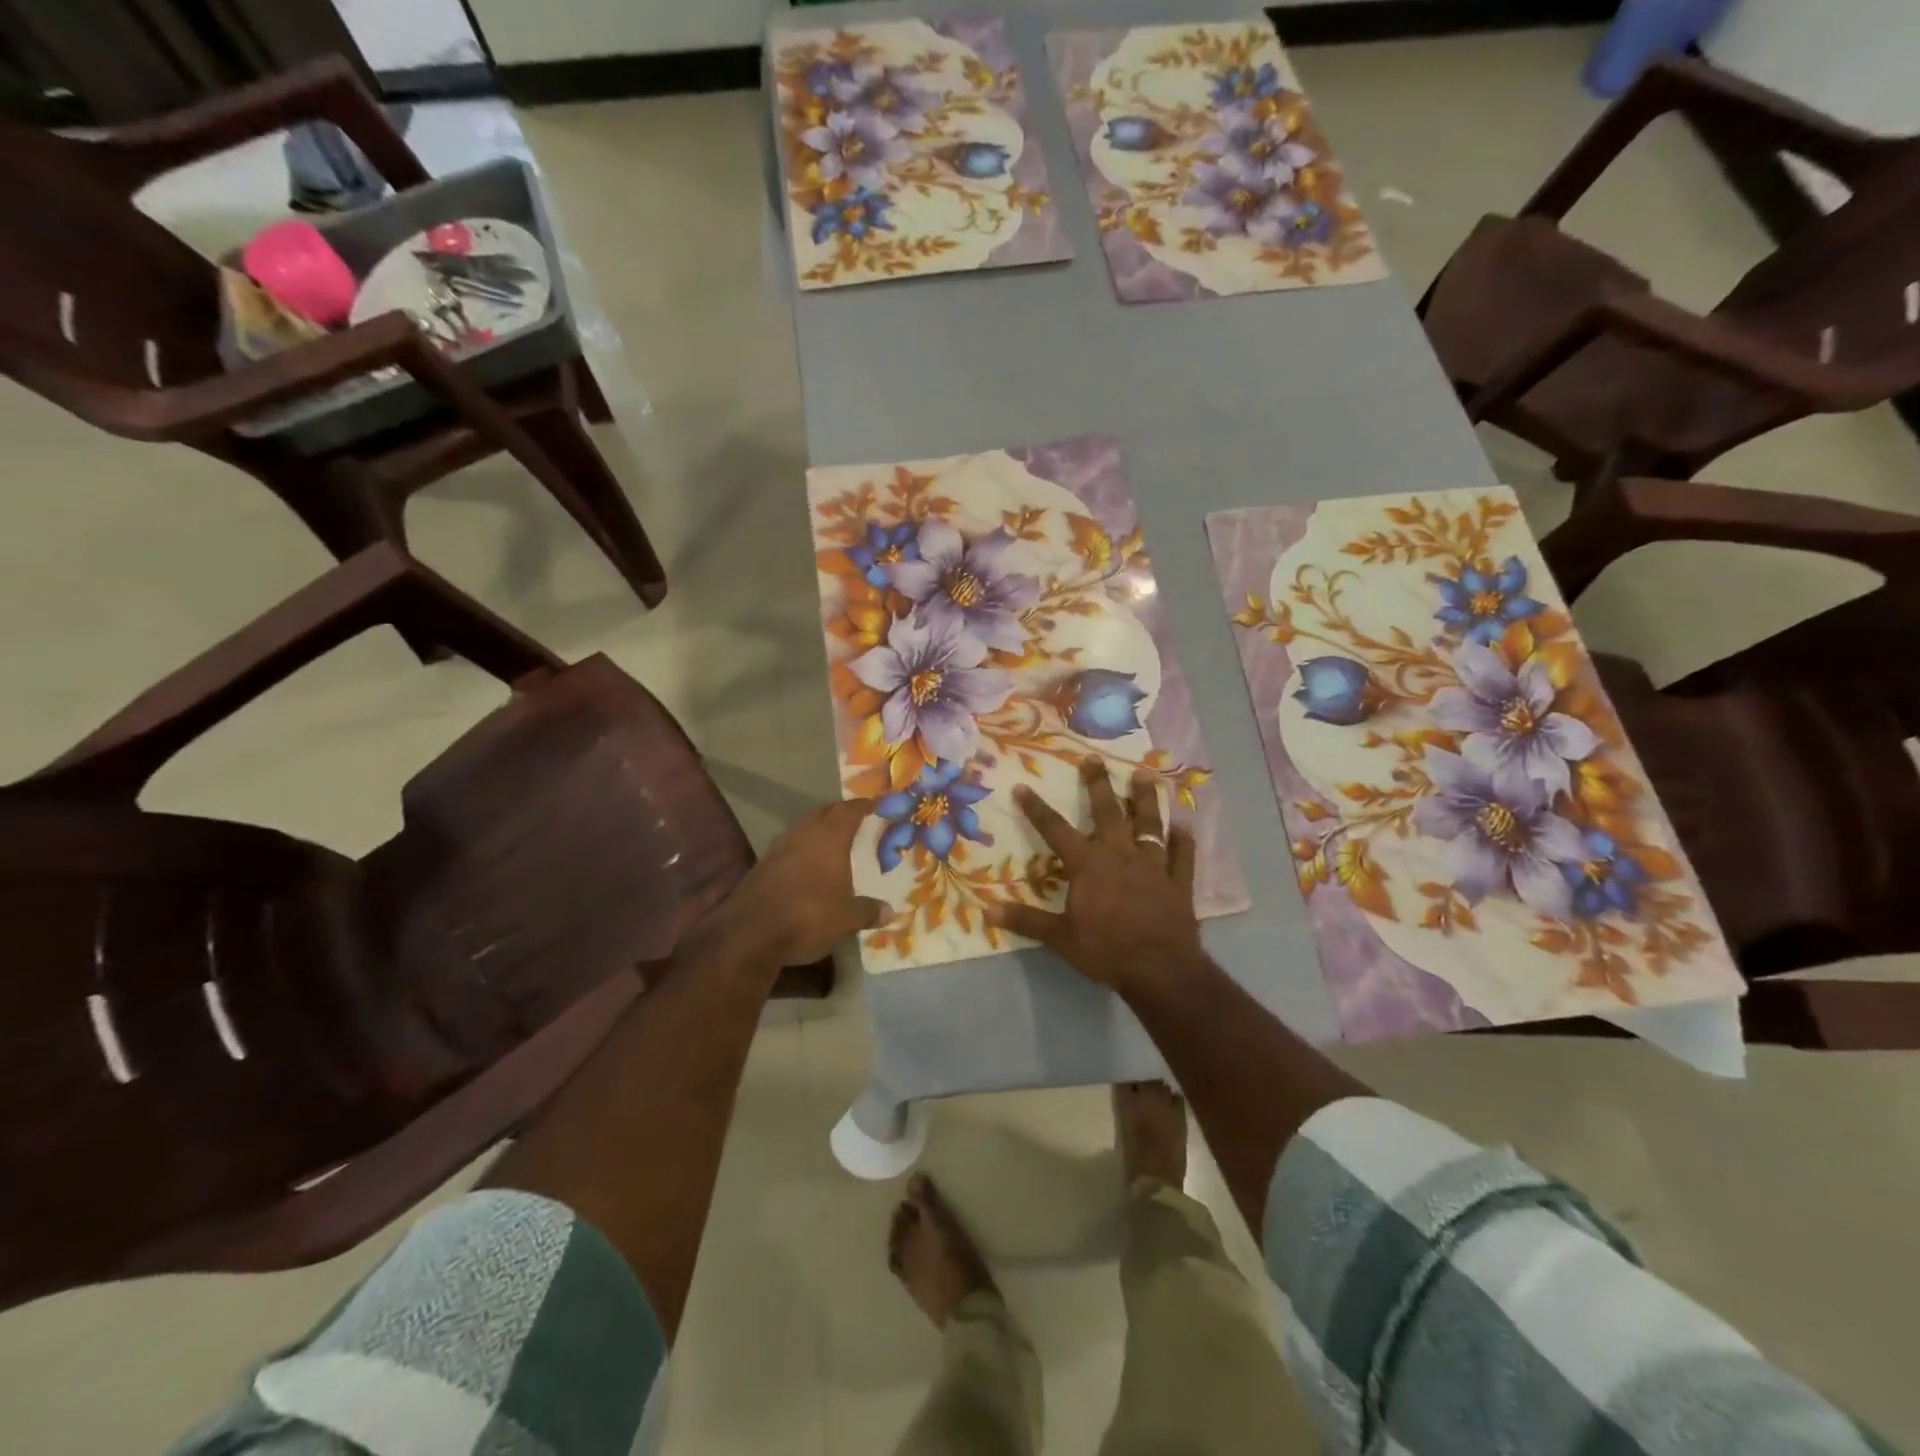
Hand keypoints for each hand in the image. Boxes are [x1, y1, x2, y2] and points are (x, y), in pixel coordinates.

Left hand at [708, 799, 890, 964]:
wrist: (748, 934)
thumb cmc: (808, 916)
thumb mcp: (847, 919)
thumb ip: (869, 911)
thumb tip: (889, 911)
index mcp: (828, 838)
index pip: (848, 811)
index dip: (862, 806)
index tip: (874, 804)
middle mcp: (802, 835)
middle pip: (823, 813)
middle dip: (839, 813)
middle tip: (855, 819)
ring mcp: (777, 849)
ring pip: (802, 828)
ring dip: (817, 829)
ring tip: (832, 840)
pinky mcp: (761, 866)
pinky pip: (788, 848)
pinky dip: (801, 850)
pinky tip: (807, 866)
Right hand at [988, 757, 1202, 995]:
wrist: (1161, 970)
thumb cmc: (1106, 951)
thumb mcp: (1060, 938)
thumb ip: (1026, 921)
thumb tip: (987, 911)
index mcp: (1089, 864)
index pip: (1056, 830)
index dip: (1037, 809)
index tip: (1023, 787)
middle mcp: (1120, 854)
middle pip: (1108, 812)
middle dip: (1099, 785)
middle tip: (1094, 759)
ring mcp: (1153, 865)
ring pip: (1150, 824)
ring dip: (1147, 800)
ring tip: (1145, 776)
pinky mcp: (1179, 882)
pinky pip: (1182, 856)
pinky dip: (1184, 842)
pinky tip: (1185, 828)